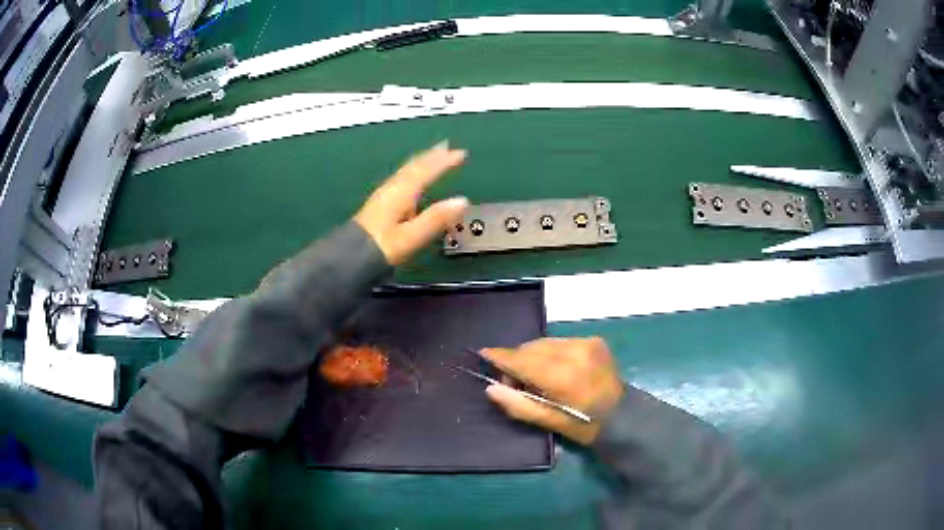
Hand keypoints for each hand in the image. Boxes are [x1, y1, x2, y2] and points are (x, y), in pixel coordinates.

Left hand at [355, 142, 468, 265]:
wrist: (350, 257)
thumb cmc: (382, 247)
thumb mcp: (412, 236)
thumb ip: (436, 218)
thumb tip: (462, 201)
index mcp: (402, 193)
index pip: (426, 171)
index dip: (444, 162)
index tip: (460, 153)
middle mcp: (393, 189)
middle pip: (414, 166)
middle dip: (431, 156)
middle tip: (446, 146)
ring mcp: (384, 195)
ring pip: (406, 171)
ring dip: (421, 161)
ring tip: (431, 156)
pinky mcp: (379, 204)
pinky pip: (401, 179)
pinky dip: (411, 172)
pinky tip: (410, 179)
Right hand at [481, 338, 624, 444]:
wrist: (623, 415)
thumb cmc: (583, 425)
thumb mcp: (548, 421)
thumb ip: (518, 405)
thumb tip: (491, 388)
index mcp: (562, 376)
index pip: (523, 360)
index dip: (501, 357)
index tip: (483, 354)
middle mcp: (574, 353)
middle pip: (531, 348)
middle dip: (518, 361)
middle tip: (516, 383)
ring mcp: (586, 344)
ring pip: (544, 343)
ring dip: (534, 356)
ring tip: (537, 377)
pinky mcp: (593, 340)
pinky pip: (560, 342)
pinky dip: (551, 353)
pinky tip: (555, 369)